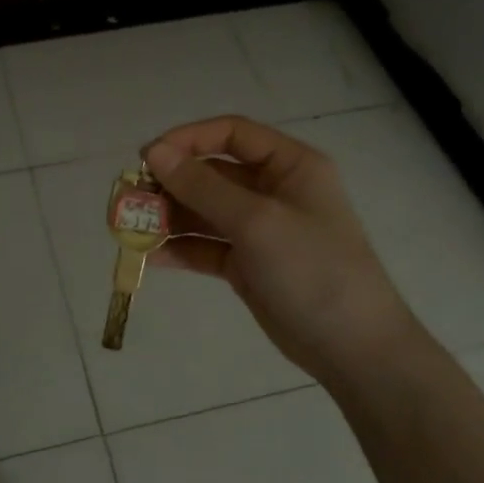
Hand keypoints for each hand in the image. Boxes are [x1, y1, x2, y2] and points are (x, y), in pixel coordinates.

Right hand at [145, 117, 417, 388]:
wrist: (353, 347)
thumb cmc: (312, 269)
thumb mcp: (257, 222)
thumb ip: (202, 186)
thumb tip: (154, 153)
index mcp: (290, 166)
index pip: (231, 134)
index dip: (188, 139)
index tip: (147, 157)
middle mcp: (274, 191)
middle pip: (212, 173)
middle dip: (171, 183)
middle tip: (130, 198)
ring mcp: (260, 230)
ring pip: (204, 211)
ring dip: (169, 217)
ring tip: (130, 228)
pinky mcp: (247, 265)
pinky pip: (206, 247)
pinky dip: (180, 249)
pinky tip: (150, 257)